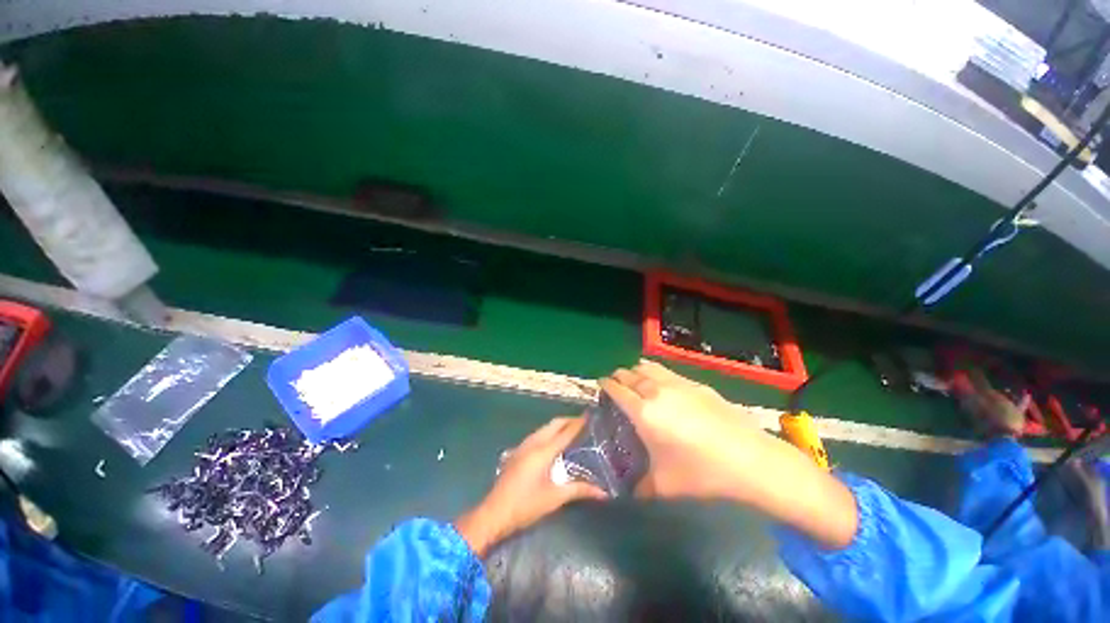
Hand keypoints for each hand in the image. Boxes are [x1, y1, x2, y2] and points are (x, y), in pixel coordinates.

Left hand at [455, 417, 604, 556]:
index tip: (589, 415)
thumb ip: (579, 490)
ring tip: (570, 429)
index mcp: (544, 451)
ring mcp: (523, 445)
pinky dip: (548, 432)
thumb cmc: (526, 505)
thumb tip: (603, 493)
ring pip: (544, 428)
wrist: (494, 512)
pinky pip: (536, 434)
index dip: (578, 423)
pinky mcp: (517, 451)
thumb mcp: (555, 498)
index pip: (565, 432)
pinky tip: (552, 442)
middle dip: (568, 420)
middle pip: (554, 424)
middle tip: (583, 422)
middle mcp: (533, 443)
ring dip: (557, 426)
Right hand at [600, 360, 766, 499]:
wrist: (750, 459)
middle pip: (629, 374)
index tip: (600, 386)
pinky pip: (666, 371)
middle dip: (618, 377)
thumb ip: (639, 487)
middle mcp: (656, 390)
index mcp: (643, 411)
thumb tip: (627, 492)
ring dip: (636, 371)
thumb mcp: (664, 486)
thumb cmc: (702, 473)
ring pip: (647, 367)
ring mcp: (678, 383)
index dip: (605, 385)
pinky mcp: (696, 383)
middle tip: (616, 386)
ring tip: (635, 380)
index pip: (616, 389)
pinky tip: (662, 385)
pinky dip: (655, 372)